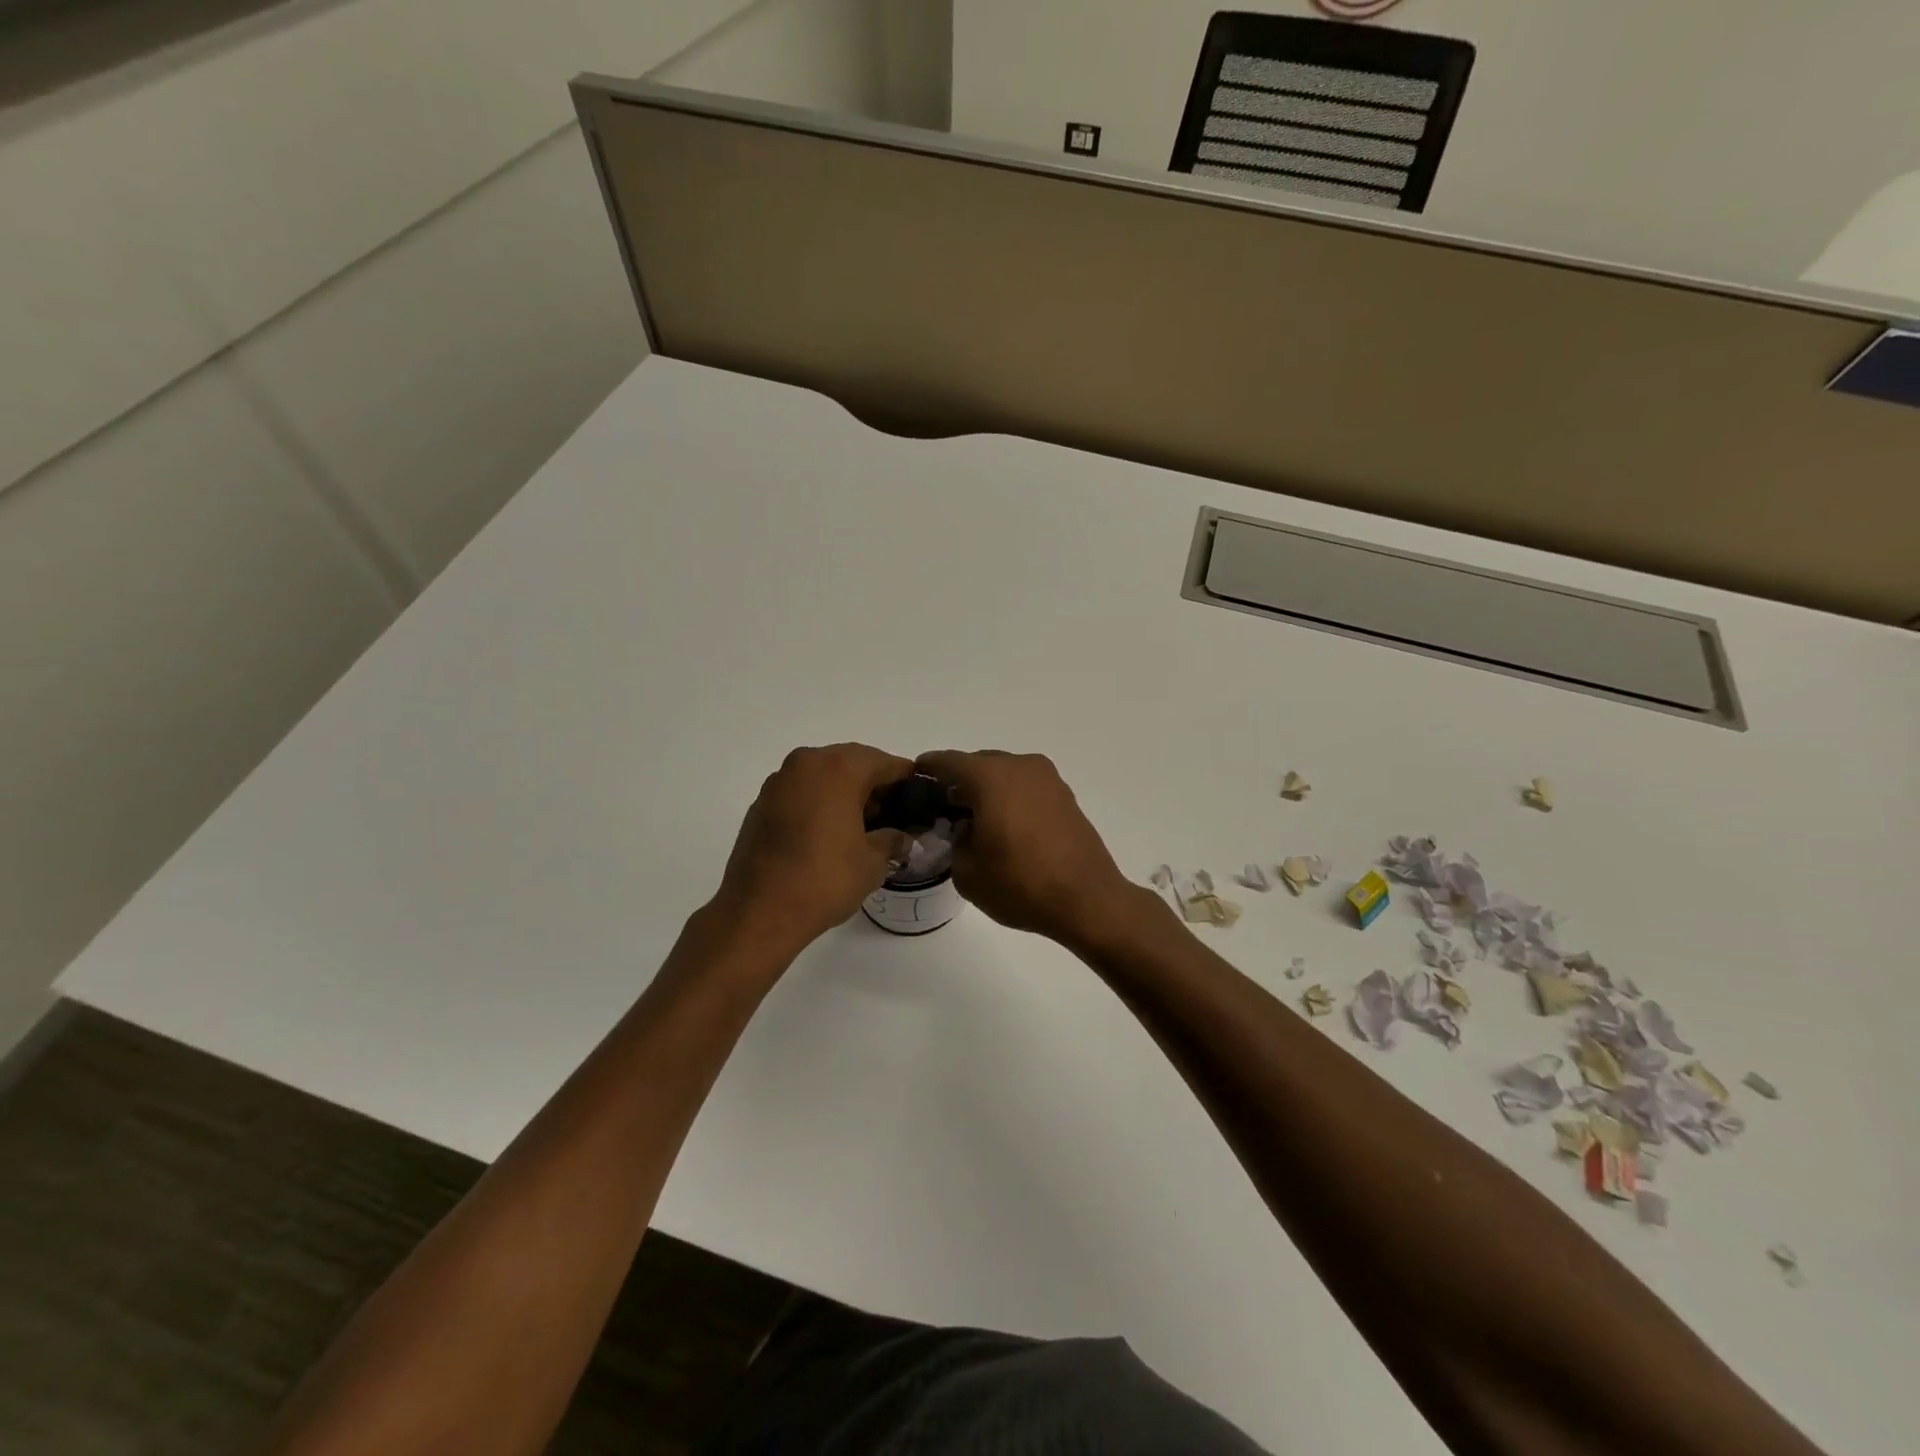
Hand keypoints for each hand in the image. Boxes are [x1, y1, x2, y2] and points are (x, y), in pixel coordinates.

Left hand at [715, 744, 913, 952]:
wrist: (759, 912)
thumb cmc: (824, 880)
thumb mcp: (872, 862)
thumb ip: (893, 840)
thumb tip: (903, 837)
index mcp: (839, 768)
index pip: (884, 762)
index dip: (906, 779)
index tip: (919, 798)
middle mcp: (807, 763)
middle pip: (852, 762)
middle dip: (874, 784)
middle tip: (892, 813)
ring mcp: (779, 782)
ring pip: (824, 775)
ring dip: (845, 792)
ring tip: (862, 825)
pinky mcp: (762, 803)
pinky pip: (801, 791)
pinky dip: (819, 802)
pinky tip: (829, 832)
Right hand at [914, 750, 1137, 946]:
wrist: (1087, 899)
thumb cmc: (1021, 883)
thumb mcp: (968, 871)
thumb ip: (956, 842)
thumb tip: (966, 830)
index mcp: (991, 777)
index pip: (949, 762)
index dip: (928, 768)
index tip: (915, 775)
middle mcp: (1020, 767)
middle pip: (979, 764)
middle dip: (960, 781)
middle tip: (944, 806)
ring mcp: (1048, 779)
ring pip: (1006, 774)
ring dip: (988, 789)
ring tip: (976, 818)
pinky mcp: (1066, 796)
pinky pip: (1027, 788)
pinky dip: (1011, 798)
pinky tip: (1005, 825)